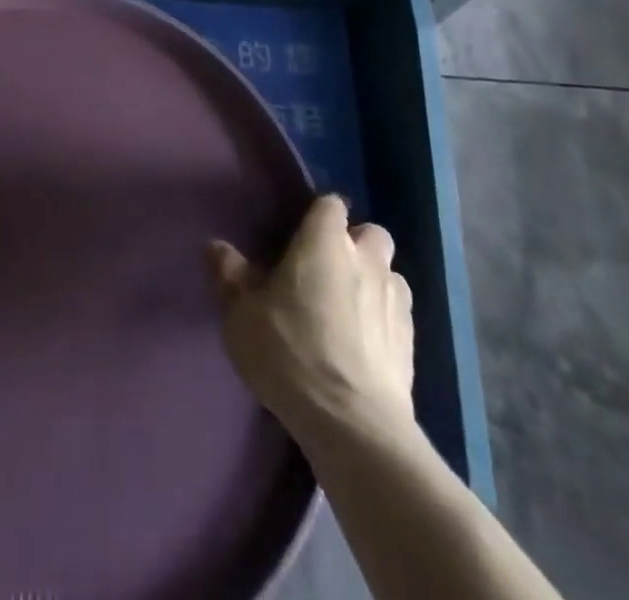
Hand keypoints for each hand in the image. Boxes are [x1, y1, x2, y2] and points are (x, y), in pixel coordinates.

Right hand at [208, 194, 414, 443]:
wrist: (353, 425)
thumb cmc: (290, 352)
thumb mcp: (241, 314)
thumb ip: (230, 275)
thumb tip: (216, 246)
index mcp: (324, 242)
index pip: (330, 204)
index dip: (317, 216)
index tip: (298, 237)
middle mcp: (366, 259)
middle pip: (370, 234)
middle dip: (353, 245)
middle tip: (324, 271)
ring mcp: (395, 300)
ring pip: (389, 272)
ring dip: (372, 281)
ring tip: (346, 308)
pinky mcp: (412, 342)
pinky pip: (398, 312)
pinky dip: (383, 318)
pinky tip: (363, 343)